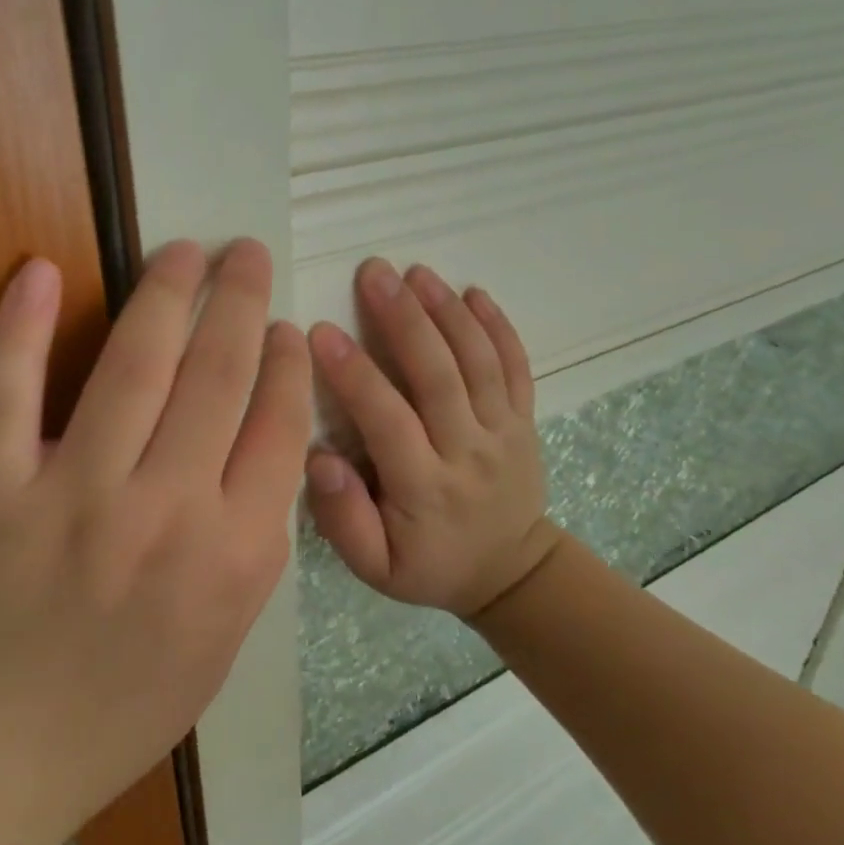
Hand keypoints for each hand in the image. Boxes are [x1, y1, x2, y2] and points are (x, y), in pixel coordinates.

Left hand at [0, 239, 310, 844]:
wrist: (7, 749)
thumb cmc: (133, 699)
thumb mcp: (230, 630)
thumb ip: (256, 535)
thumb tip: (264, 439)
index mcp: (234, 554)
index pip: (278, 425)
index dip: (285, 362)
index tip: (284, 326)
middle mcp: (166, 512)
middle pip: (217, 377)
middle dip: (239, 302)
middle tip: (245, 252)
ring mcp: (74, 497)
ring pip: (132, 367)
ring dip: (164, 294)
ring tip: (183, 252)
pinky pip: (8, 394)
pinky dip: (21, 328)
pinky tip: (41, 271)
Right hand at [306, 259, 560, 619]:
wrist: (510, 572)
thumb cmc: (430, 566)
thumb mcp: (375, 568)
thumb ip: (343, 519)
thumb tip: (319, 459)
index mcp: (425, 488)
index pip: (388, 420)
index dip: (355, 375)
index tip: (320, 331)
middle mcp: (467, 452)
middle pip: (438, 376)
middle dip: (404, 319)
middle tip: (373, 272)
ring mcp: (503, 432)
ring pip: (478, 363)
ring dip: (448, 312)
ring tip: (416, 271)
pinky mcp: (524, 420)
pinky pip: (516, 367)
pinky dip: (498, 326)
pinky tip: (473, 292)